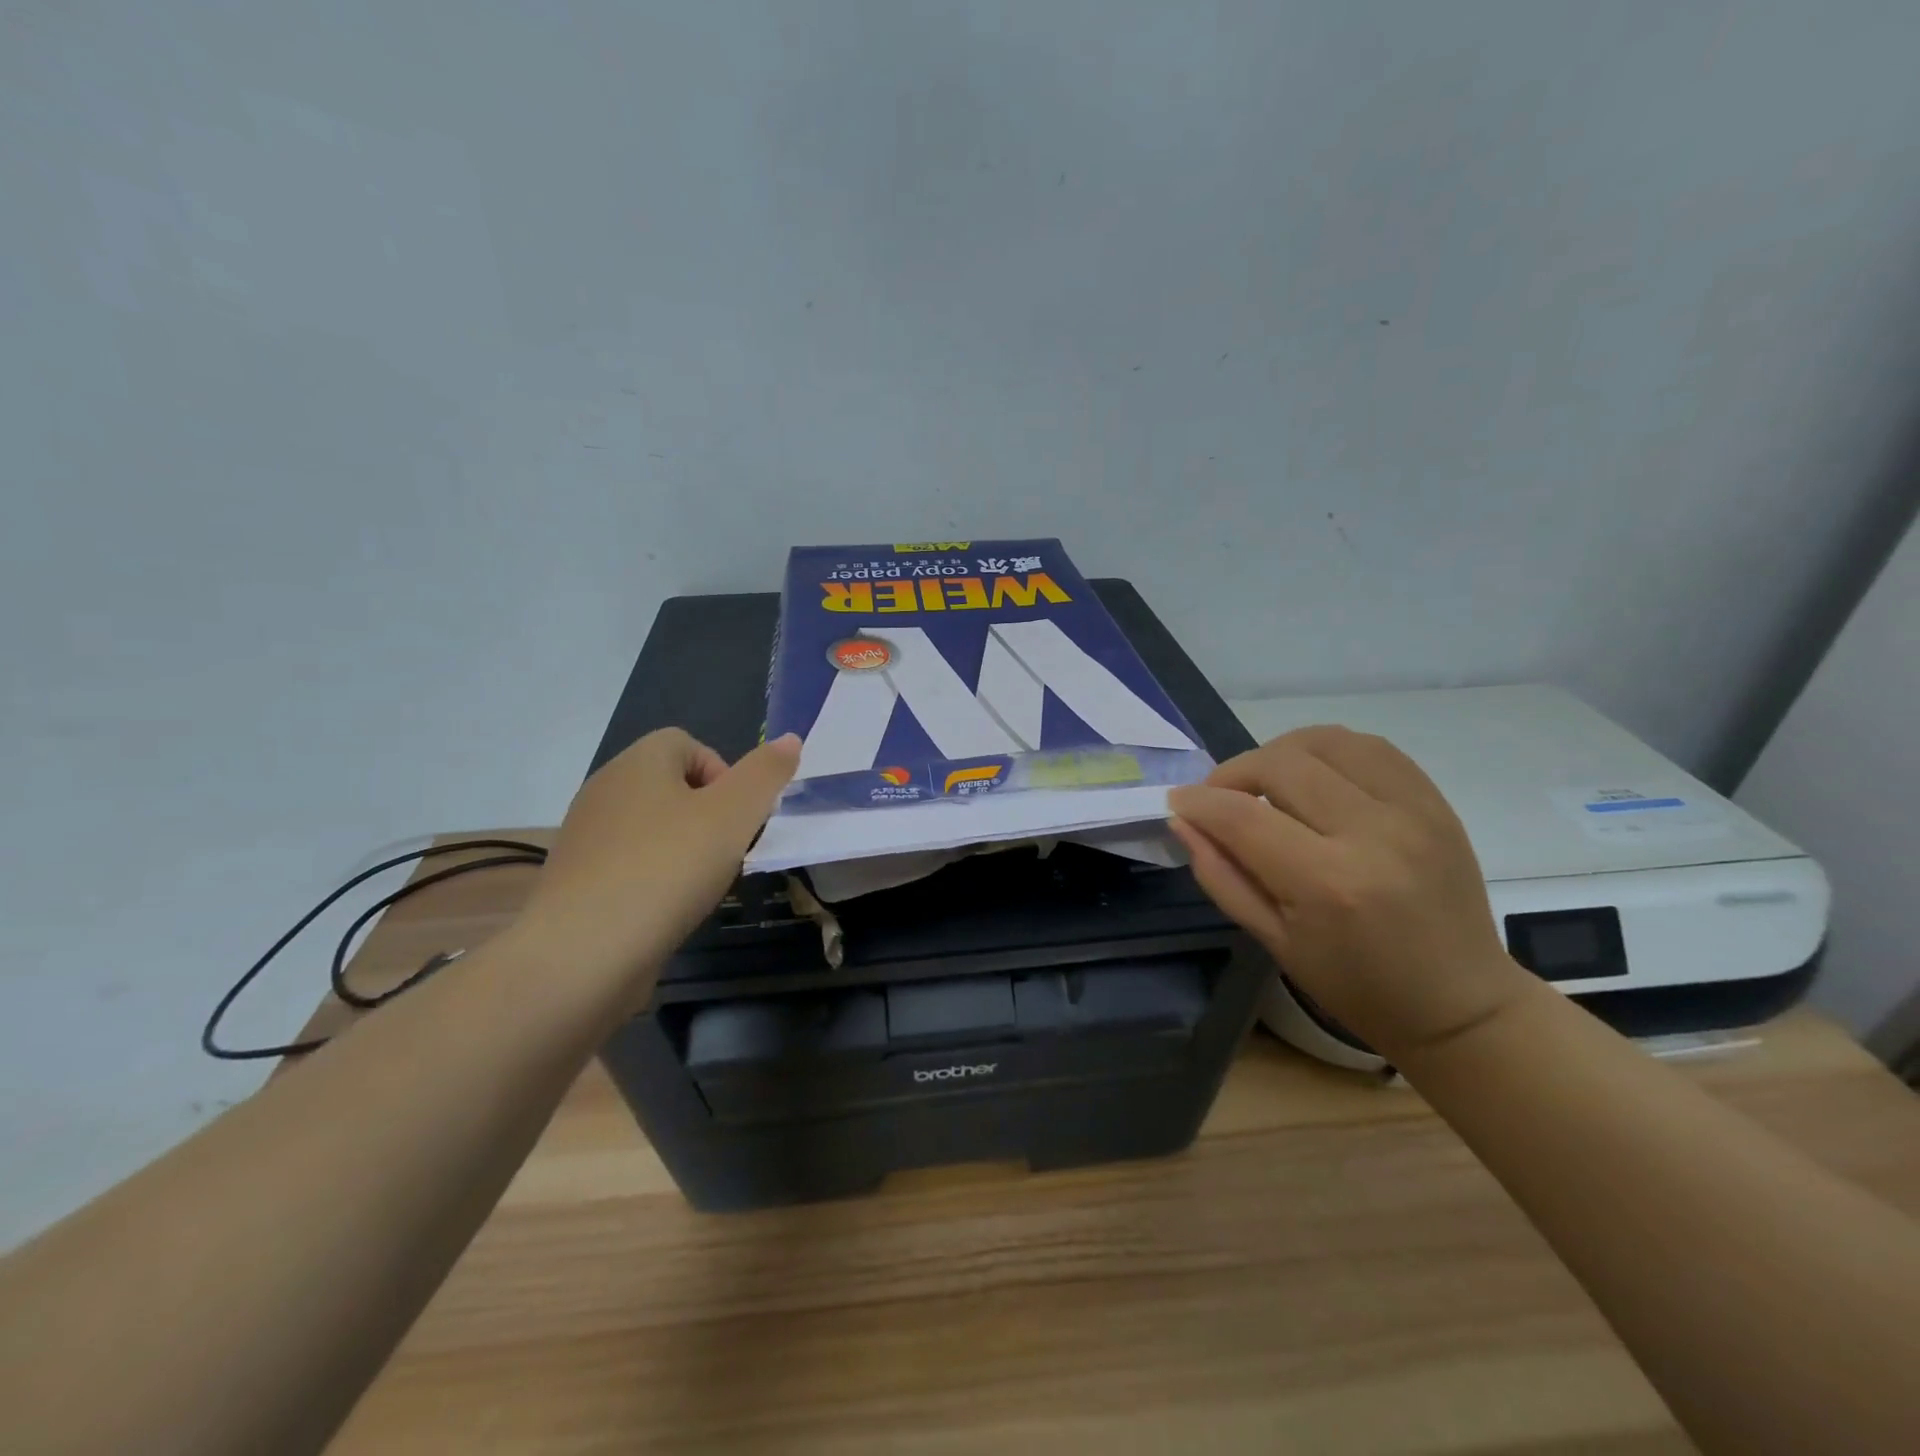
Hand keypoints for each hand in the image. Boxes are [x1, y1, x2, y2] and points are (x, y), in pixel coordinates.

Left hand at [513, 729, 800, 992]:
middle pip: (671, 785)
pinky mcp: (576, 881)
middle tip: (726, 852)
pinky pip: (629, 863)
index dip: (724, 773)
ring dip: (683, 848)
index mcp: (638, 762)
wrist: (583, 953)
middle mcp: (605, 790)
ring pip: (651, 827)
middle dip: (708, 814)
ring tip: (699, 886)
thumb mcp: (735, 815)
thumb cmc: (667, 869)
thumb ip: (766, 773)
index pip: (687, 743)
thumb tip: (790, 739)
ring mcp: (585, 837)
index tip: (738, 818)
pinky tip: (665, 910)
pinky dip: (653, 878)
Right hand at [1168, 725, 1530, 1060]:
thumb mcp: (1273, 942)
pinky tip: (1313, 776)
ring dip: (1279, 753)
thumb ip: (1221, 875)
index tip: (1178, 802)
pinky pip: (1370, 747)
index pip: (1243, 817)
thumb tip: (1183, 820)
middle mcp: (1373, 835)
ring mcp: (1412, 812)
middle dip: (1234, 773)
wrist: (1460, 1003)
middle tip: (1220, 798)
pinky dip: (1326, 751)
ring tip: (1266, 783)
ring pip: (1324, 742)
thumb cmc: (1356, 986)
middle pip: (1281, 765)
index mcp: (1329, 885)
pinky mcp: (1435, 802)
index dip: (1199, 802)